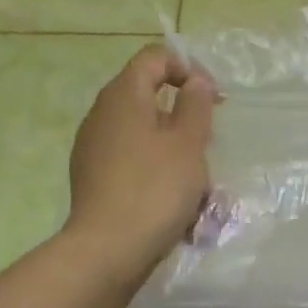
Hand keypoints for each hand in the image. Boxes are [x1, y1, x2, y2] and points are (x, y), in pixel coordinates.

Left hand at [67, 46, 215, 282]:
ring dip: (172, 146)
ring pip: (142, 132)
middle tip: (207, 139)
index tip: (215, 97)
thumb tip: (194, 81)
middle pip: (147, 95)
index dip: (188, 67)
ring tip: (195, 177)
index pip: (154, 57)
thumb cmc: (155, 189)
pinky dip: (154, 169)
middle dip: (183, 113)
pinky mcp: (93, 177)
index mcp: (123, 95)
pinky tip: (171, 199)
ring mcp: (93, 147)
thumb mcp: (188, 143)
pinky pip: (131, 160)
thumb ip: (195, 105)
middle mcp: (101, 114)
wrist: (109, 250)